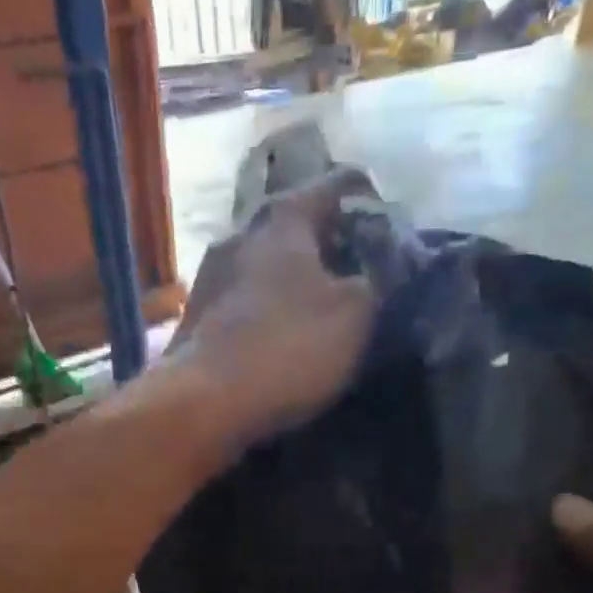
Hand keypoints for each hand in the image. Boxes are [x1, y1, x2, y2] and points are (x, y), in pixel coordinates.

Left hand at [167, 167, 380, 444]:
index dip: (376, 201)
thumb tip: (385, 263)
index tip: (397, 229)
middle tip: (365, 272)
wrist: (200, 407)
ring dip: (297, 279)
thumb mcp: (356, 315)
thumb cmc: (285, 350)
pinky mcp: (195, 317)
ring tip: (326, 306)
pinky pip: (245, 299)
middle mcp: (239, 232)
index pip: (341, 185)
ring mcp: (209, 275)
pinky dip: (269, 308)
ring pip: (268, 263)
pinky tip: (284, 334)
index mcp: (283, 216)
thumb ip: (379, 278)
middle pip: (298, 224)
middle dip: (333, 244)